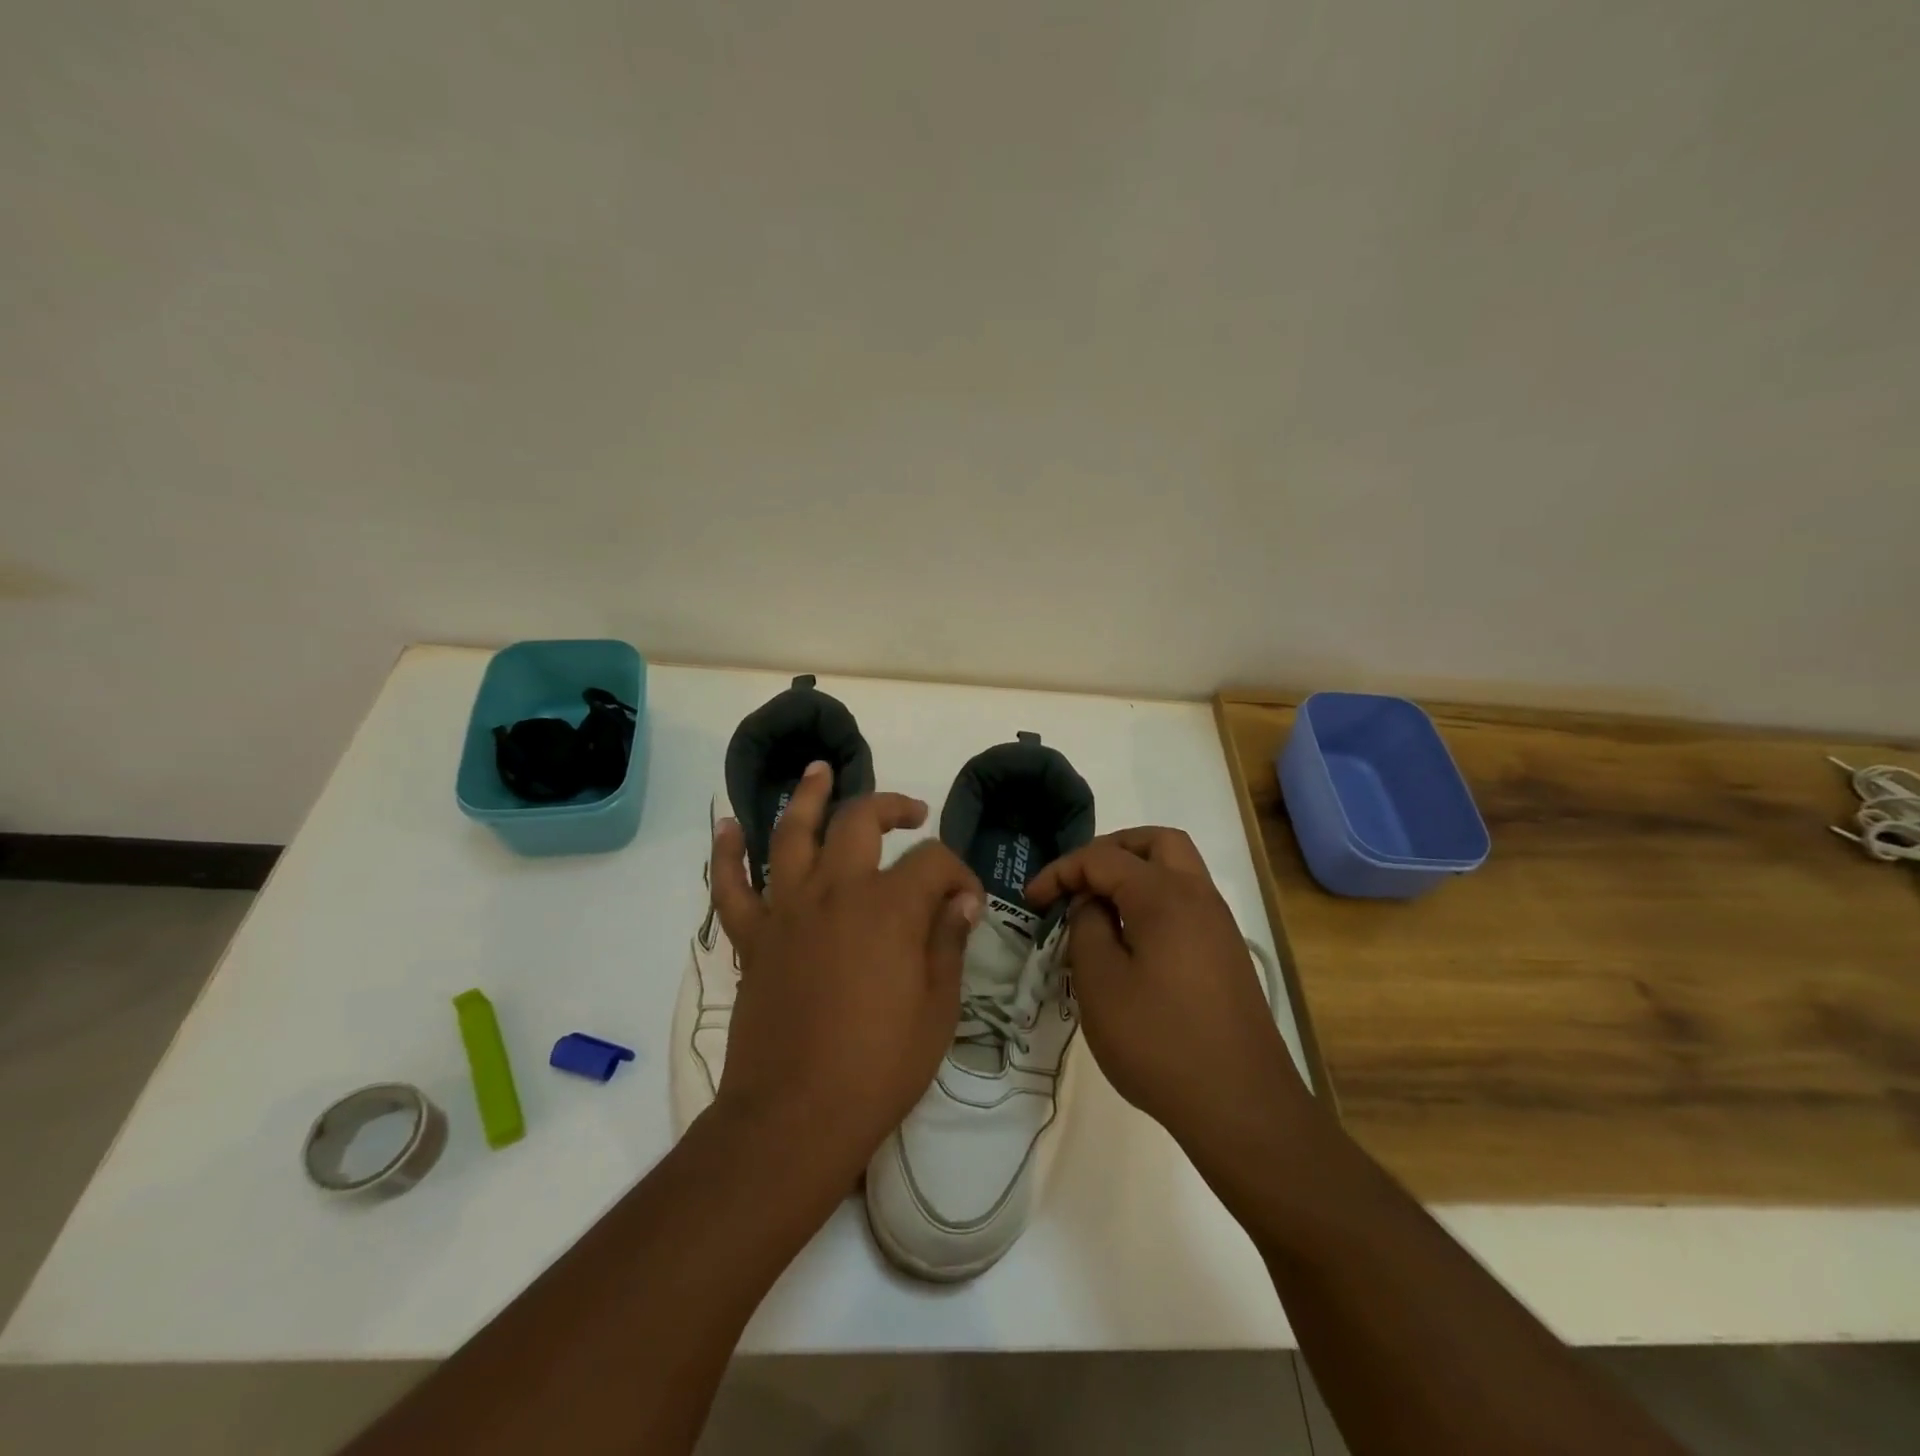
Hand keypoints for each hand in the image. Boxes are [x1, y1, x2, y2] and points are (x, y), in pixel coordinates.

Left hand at [708, 761, 983, 1180]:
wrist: (795, 1116)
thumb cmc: (879, 1067)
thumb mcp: (937, 1009)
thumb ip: (947, 943)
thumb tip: (960, 901)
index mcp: (890, 907)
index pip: (934, 862)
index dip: (959, 874)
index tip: (967, 903)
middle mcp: (837, 891)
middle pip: (860, 821)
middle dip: (891, 806)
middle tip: (911, 812)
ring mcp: (788, 910)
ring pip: (791, 833)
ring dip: (806, 797)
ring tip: (818, 770)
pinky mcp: (753, 937)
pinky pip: (731, 886)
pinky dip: (727, 853)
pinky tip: (728, 826)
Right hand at [1026, 827, 1309, 1154]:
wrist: (1242, 1107)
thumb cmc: (1159, 1041)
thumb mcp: (1100, 983)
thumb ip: (1087, 928)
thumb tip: (1090, 905)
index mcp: (1165, 895)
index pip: (1103, 858)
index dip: (1061, 871)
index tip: (1032, 899)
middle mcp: (1198, 896)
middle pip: (1155, 842)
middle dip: (1110, 850)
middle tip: (1078, 880)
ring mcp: (1219, 925)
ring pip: (1177, 869)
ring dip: (1136, 873)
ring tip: (1099, 910)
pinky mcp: (1226, 954)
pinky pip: (1186, 902)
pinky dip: (1154, 900)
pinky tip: (1130, 942)